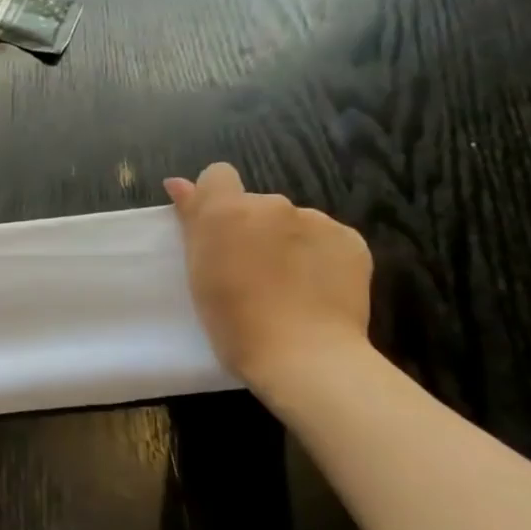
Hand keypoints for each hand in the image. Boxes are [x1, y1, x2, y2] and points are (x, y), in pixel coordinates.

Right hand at [164, 163, 372, 390]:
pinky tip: (314, 289)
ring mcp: (317, 221)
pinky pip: (326, 240)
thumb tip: (179, 183)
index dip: (214, 199)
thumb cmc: (232, 319)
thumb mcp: (197, 270)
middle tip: (247, 271)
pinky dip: (317, 257)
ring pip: (292, 223)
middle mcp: (273, 205)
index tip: (215, 234)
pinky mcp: (351, 242)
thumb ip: (193, 219)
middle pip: (256, 204)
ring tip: (285, 285)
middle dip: (252, 228)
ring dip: (285, 242)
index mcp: (228, 211)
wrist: (303, 354)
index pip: (218, 175)